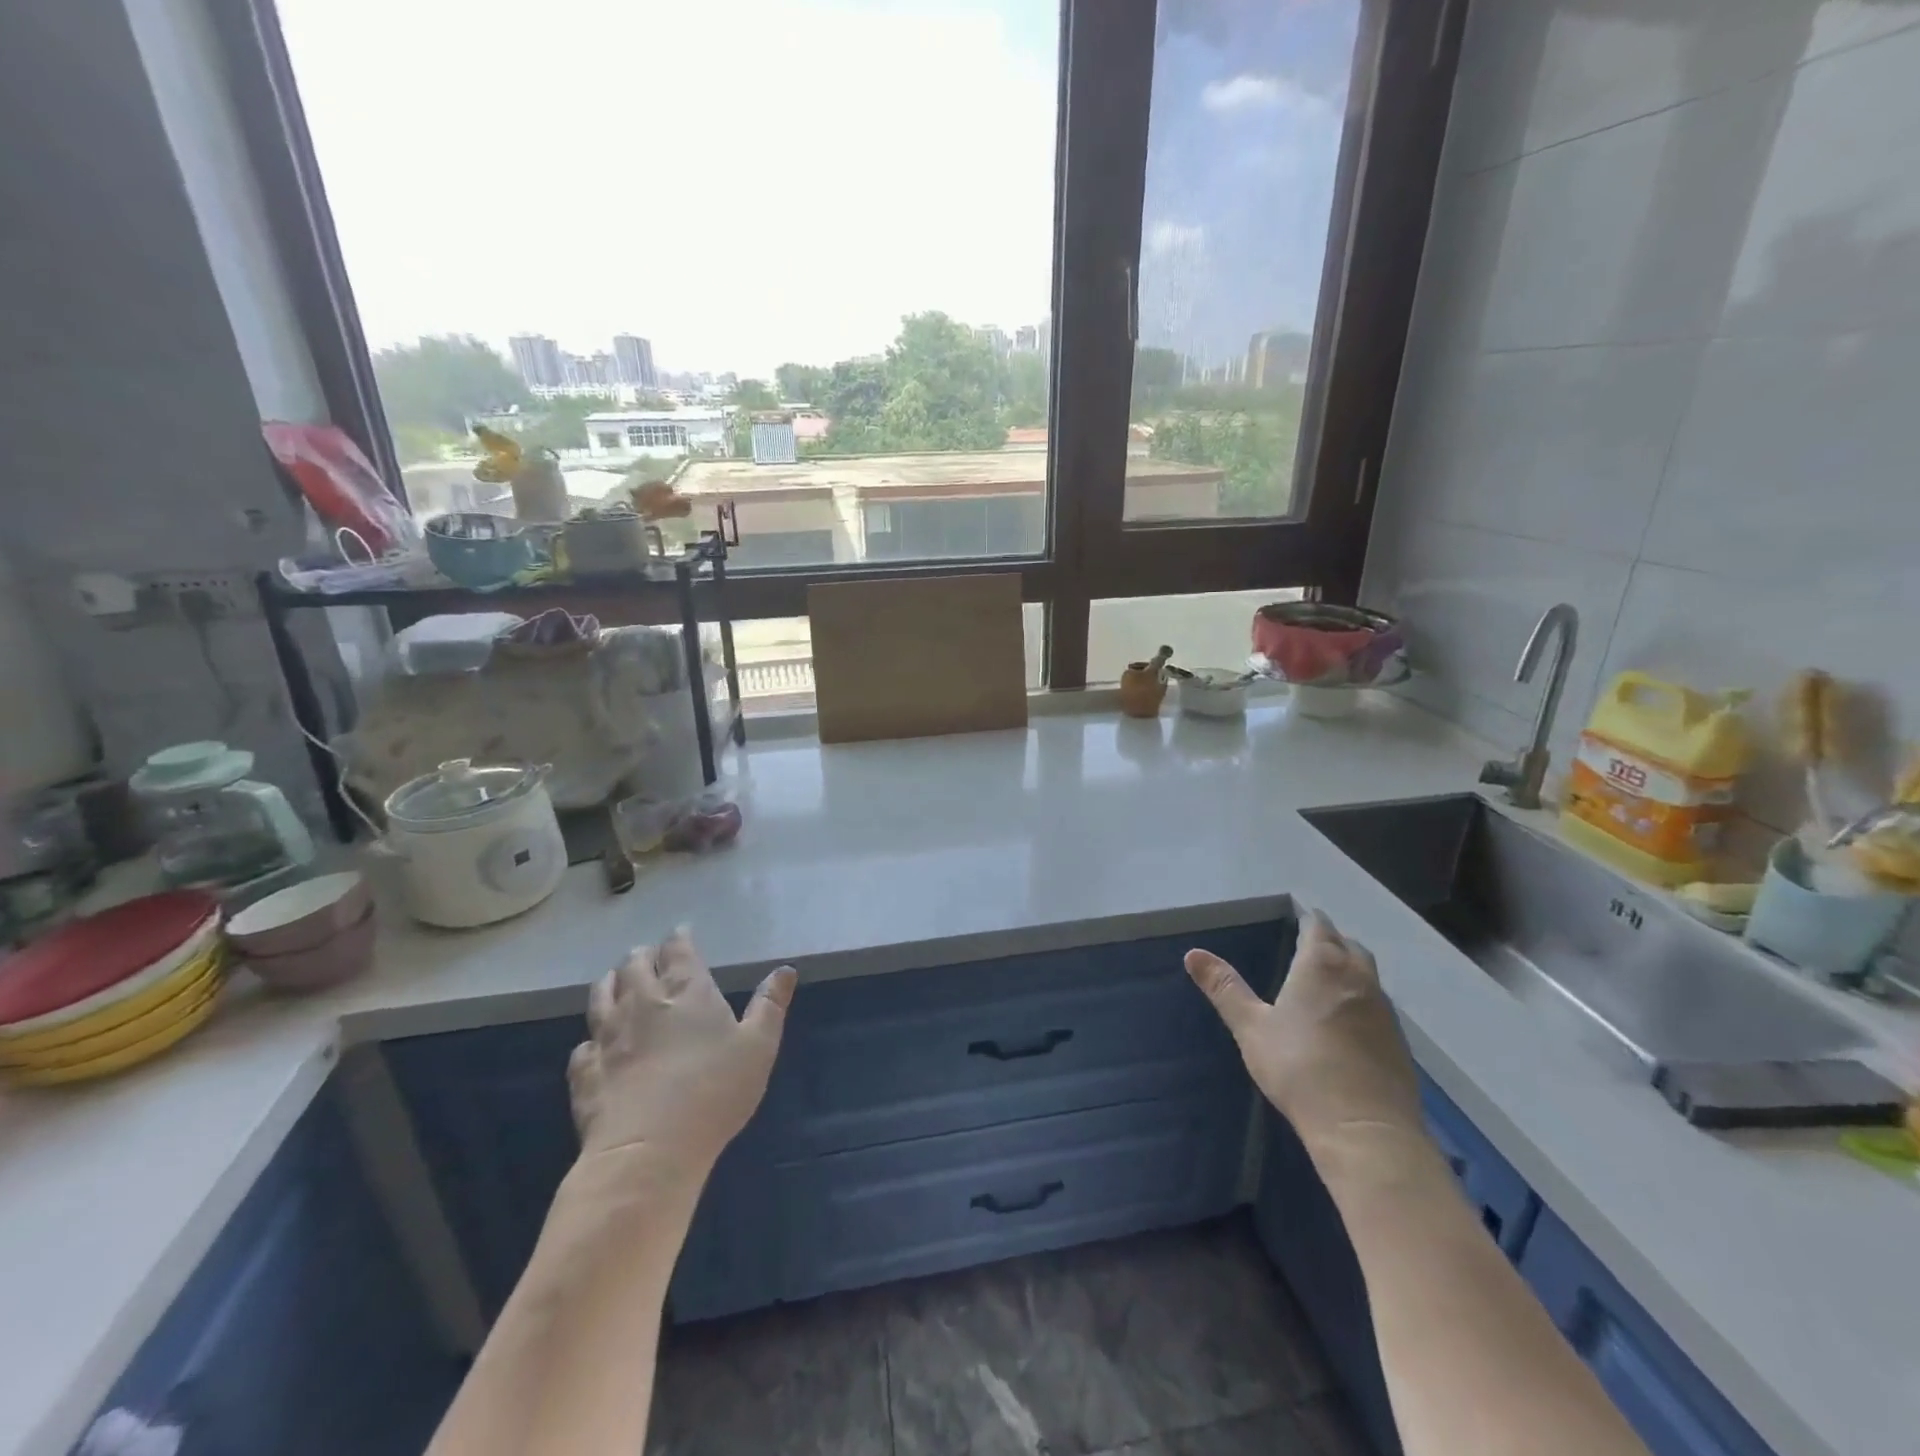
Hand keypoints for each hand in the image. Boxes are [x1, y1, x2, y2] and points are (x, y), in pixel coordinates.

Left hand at [567, 929, 795, 1186]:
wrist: (649, 1151)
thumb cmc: (714, 1091)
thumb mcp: (759, 1046)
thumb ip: (770, 1005)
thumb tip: (785, 970)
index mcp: (686, 991)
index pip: (678, 950)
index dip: (680, 938)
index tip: (682, 933)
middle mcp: (642, 1002)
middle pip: (635, 965)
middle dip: (644, 955)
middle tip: (651, 955)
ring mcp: (608, 1036)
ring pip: (601, 996)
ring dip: (611, 983)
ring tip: (616, 980)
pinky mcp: (586, 1072)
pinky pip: (584, 1045)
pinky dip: (591, 1038)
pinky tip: (595, 1044)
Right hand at [1186, 910, 1421, 1159]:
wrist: (1365, 1130)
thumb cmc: (1299, 1068)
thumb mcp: (1251, 1027)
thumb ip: (1225, 988)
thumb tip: (1192, 954)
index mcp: (1321, 965)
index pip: (1318, 927)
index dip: (1308, 921)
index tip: (1299, 919)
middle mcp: (1357, 978)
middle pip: (1348, 945)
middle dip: (1331, 941)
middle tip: (1310, 947)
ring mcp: (1383, 1010)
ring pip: (1367, 974)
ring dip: (1349, 969)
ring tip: (1327, 981)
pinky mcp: (1398, 1042)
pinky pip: (1377, 1005)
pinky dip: (1361, 1000)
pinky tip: (1347, 1022)